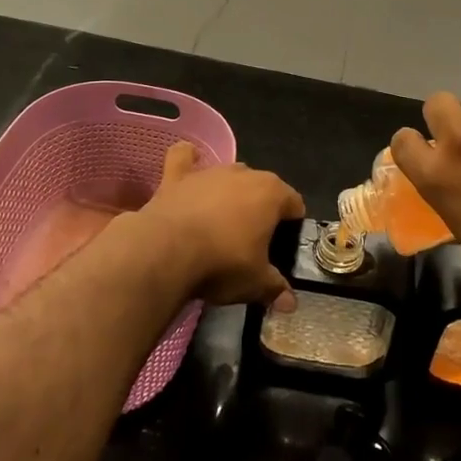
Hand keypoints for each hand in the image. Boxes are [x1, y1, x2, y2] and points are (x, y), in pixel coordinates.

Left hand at [132, 144, 301, 310]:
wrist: (167, 251)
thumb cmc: (222, 263)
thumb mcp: (255, 283)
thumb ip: (275, 288)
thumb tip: (290, 303)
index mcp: (271, 194)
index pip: (294, 202)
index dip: (292, 224)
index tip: (283, 246)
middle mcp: (243, 173)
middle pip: (261, 187)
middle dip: (260, 209)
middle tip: (252, 241)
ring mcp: (209, 172)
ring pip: (228, 176)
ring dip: (229, 193)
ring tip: (221, 223)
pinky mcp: (178, 176)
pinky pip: (184, 158)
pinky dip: (188, 160)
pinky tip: (190, 165)